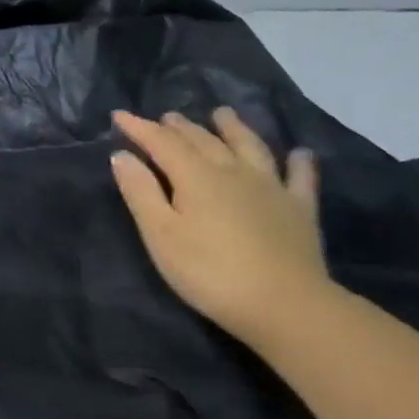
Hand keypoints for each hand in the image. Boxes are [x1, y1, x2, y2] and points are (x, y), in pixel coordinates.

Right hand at [111, 107, 332, 344]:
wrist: (284, 305)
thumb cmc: (210, 272)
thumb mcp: (161, 235)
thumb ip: (141, 192)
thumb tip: (122, 155)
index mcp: (195, 176)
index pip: (161, 142)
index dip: (139, 127)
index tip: (119, 115)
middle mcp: (233, 171)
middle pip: (203, 140)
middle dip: (180, 127)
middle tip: (167, 117)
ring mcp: (271, 187)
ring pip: (249, 146)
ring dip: (233, 128)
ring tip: (222, 114)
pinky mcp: (299, 209)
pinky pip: (300, 177)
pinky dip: (298, 162)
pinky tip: (299, 153)